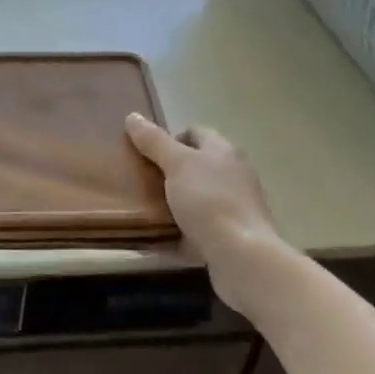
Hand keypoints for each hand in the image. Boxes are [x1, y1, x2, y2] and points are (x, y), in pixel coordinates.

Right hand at [124, 114, 281, 252]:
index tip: (147, 153)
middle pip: (197, 165)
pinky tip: (162, 237)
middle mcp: (234, 174)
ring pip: (198, 196)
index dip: (170, 138)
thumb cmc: (209, 200)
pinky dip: (182, 230)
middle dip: (170, 171)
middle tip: (142, 180)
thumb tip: (132, 116)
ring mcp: (235, 206)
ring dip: (175, 201)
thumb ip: (154, 141)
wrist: (242, 257)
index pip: (195, 132)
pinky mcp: (232, 236)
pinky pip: (200, 227)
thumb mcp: (176, 164)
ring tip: (148, 208)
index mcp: (223, 151)